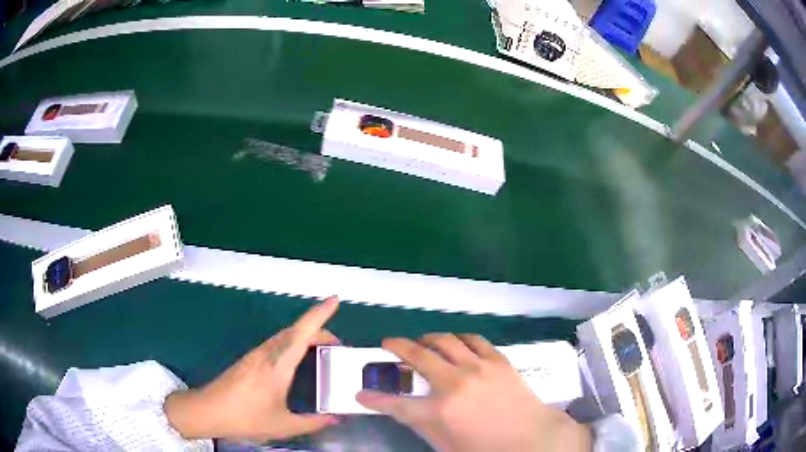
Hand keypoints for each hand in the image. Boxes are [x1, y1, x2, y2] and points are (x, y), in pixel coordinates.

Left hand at [165, 296, 340, 441]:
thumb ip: (312, 422)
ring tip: (321, 350)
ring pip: (284, 336)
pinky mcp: (249, 360)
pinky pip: (276, 344)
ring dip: (305, 336)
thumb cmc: (245, 418)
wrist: (207, 411)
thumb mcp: (282, 426)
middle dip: (318, 329)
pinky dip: (292, 343)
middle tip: (338, 344)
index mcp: (277, 366)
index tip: (335, 300)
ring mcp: (255, 355)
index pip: (301, 334)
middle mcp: (266, 354)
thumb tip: (336, 418)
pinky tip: (295, 360)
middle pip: (295, 331)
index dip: (319, 315)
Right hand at [356, 334, 591, 451]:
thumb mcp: (447, 445)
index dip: (374, 399)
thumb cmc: (486, 448)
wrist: (532, 437)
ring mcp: (478, 367)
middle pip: (416, 356)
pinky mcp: (497, 360)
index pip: (395, 403)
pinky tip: (455, 344)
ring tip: (421, 342)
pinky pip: (473, 340)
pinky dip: (458, 339)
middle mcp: (454, 383)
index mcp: (439, 411)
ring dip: (427, 338)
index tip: (361, 393)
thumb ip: (423, 425)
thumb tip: (405, 410)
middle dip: (396, 346)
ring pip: (444, 340)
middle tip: (388, 344)